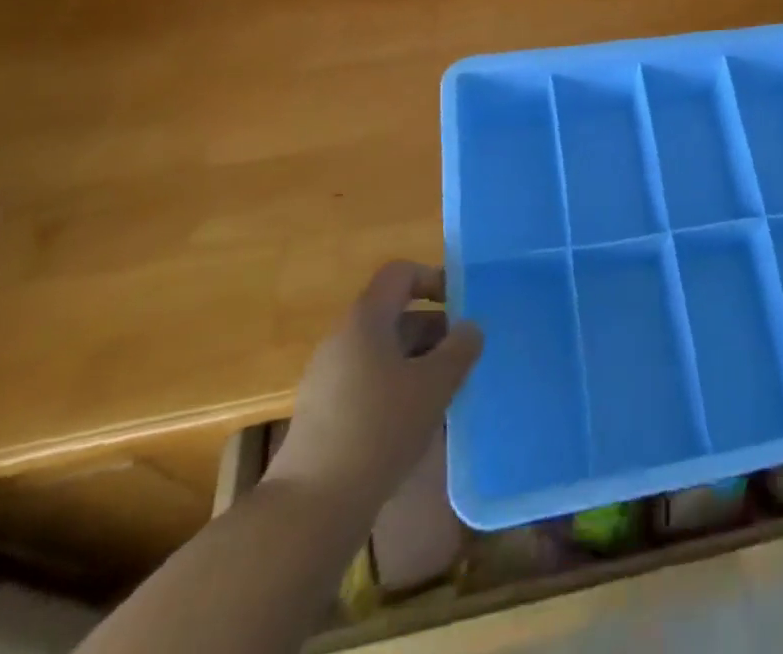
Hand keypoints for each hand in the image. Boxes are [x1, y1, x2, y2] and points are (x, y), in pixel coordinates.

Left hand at [264, 262, 482, 504]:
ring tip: (446, 393)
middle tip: (463, 359)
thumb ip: (460, 349)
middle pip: (395, 315)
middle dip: (434, 331)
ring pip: (384, 352)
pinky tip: (416, 423)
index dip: (434, 280)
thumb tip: (470, 328)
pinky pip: (369, 382)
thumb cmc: (380, 430)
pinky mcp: (324, 413)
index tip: (462, 307)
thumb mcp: (434, 385)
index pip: (401, 274)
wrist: (312, 508)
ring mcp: (329, 377)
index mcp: (366, 319)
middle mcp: (343, 338)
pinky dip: (397, 389)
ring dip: (418, 363)